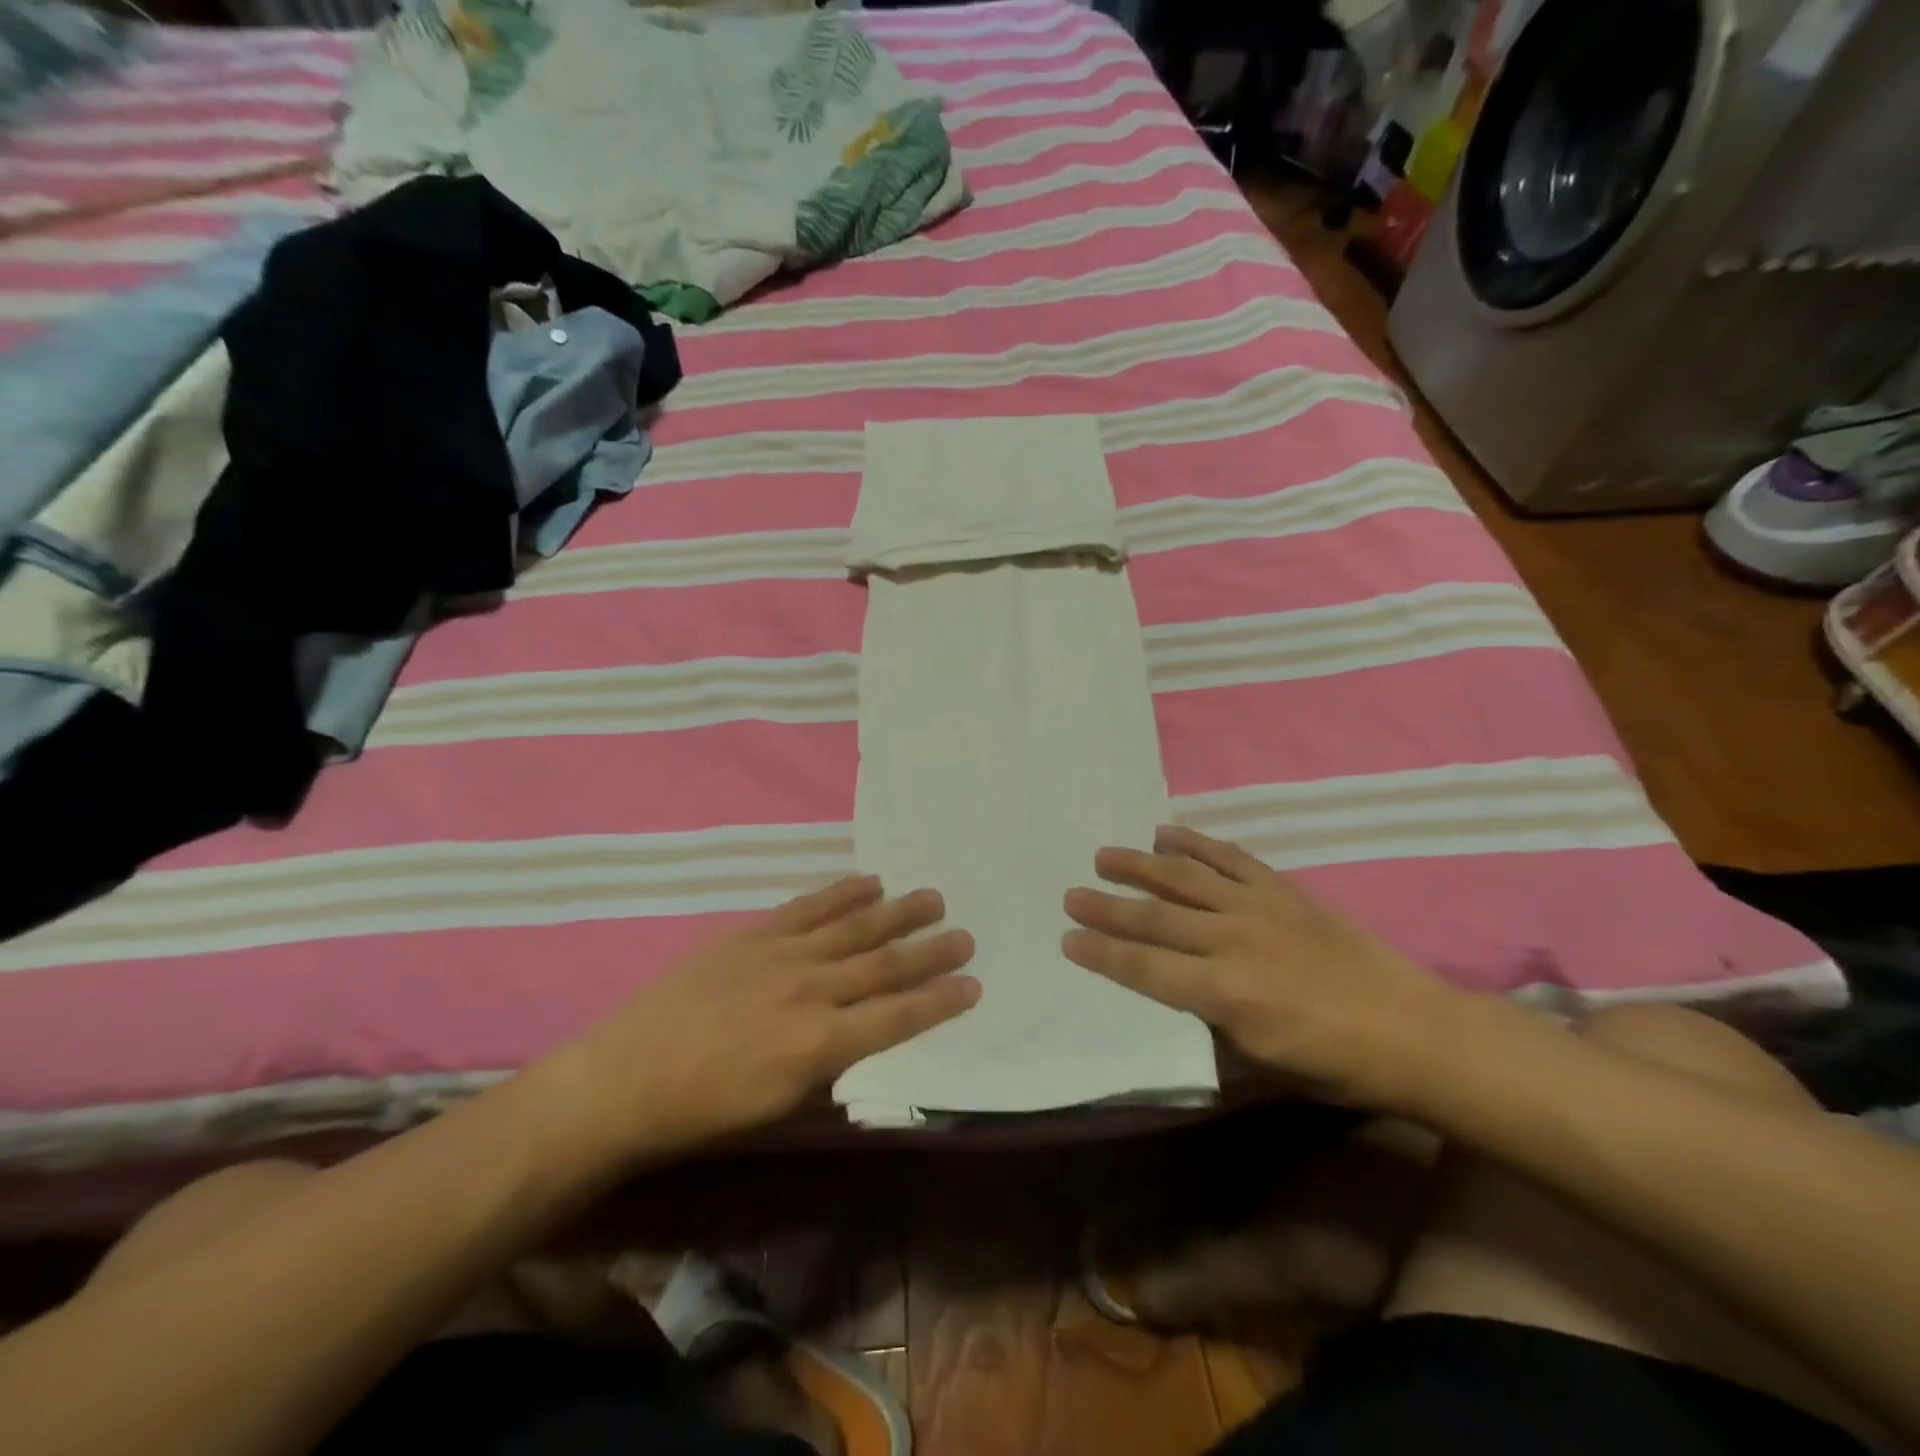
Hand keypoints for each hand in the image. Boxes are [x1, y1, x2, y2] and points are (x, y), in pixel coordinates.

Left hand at [554, 876, 978, 1161]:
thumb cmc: (705, 1109)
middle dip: (930, 952)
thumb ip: (831, 1070)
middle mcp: (811, 991)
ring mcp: (782, 954)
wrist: (628, 1076)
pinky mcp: (755, 934)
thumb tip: (867, 1041)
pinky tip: (869, 881)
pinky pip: (809, 907)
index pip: (897, 1018)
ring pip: (853, 928)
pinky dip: (842, 892)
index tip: (973, 985)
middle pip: (884, 965)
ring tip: (932, 897)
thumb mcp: (779, 1107)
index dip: (939, 1002)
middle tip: (966, 934)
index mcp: (819, 1044)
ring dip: (897, 912)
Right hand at [1062, 825, 1457, 1108]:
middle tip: (1071, 893)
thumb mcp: (1260, 1064)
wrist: (1412, 1029)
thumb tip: (1171, 998)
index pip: (1145, 968)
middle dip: (1107, 906)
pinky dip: (1195, 842)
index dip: (1102, 953)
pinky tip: (1167, 833)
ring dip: (1140, 866)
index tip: (1067, 938)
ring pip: (1184, 878)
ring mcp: (1257, 907)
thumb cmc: (1334, 1064)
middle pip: (1155, 918)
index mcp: (1224, 993)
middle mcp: (1232, 941)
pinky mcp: (1281, 889)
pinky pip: (1229, 857)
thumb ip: (1207, 1025)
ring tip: (1105, 856)